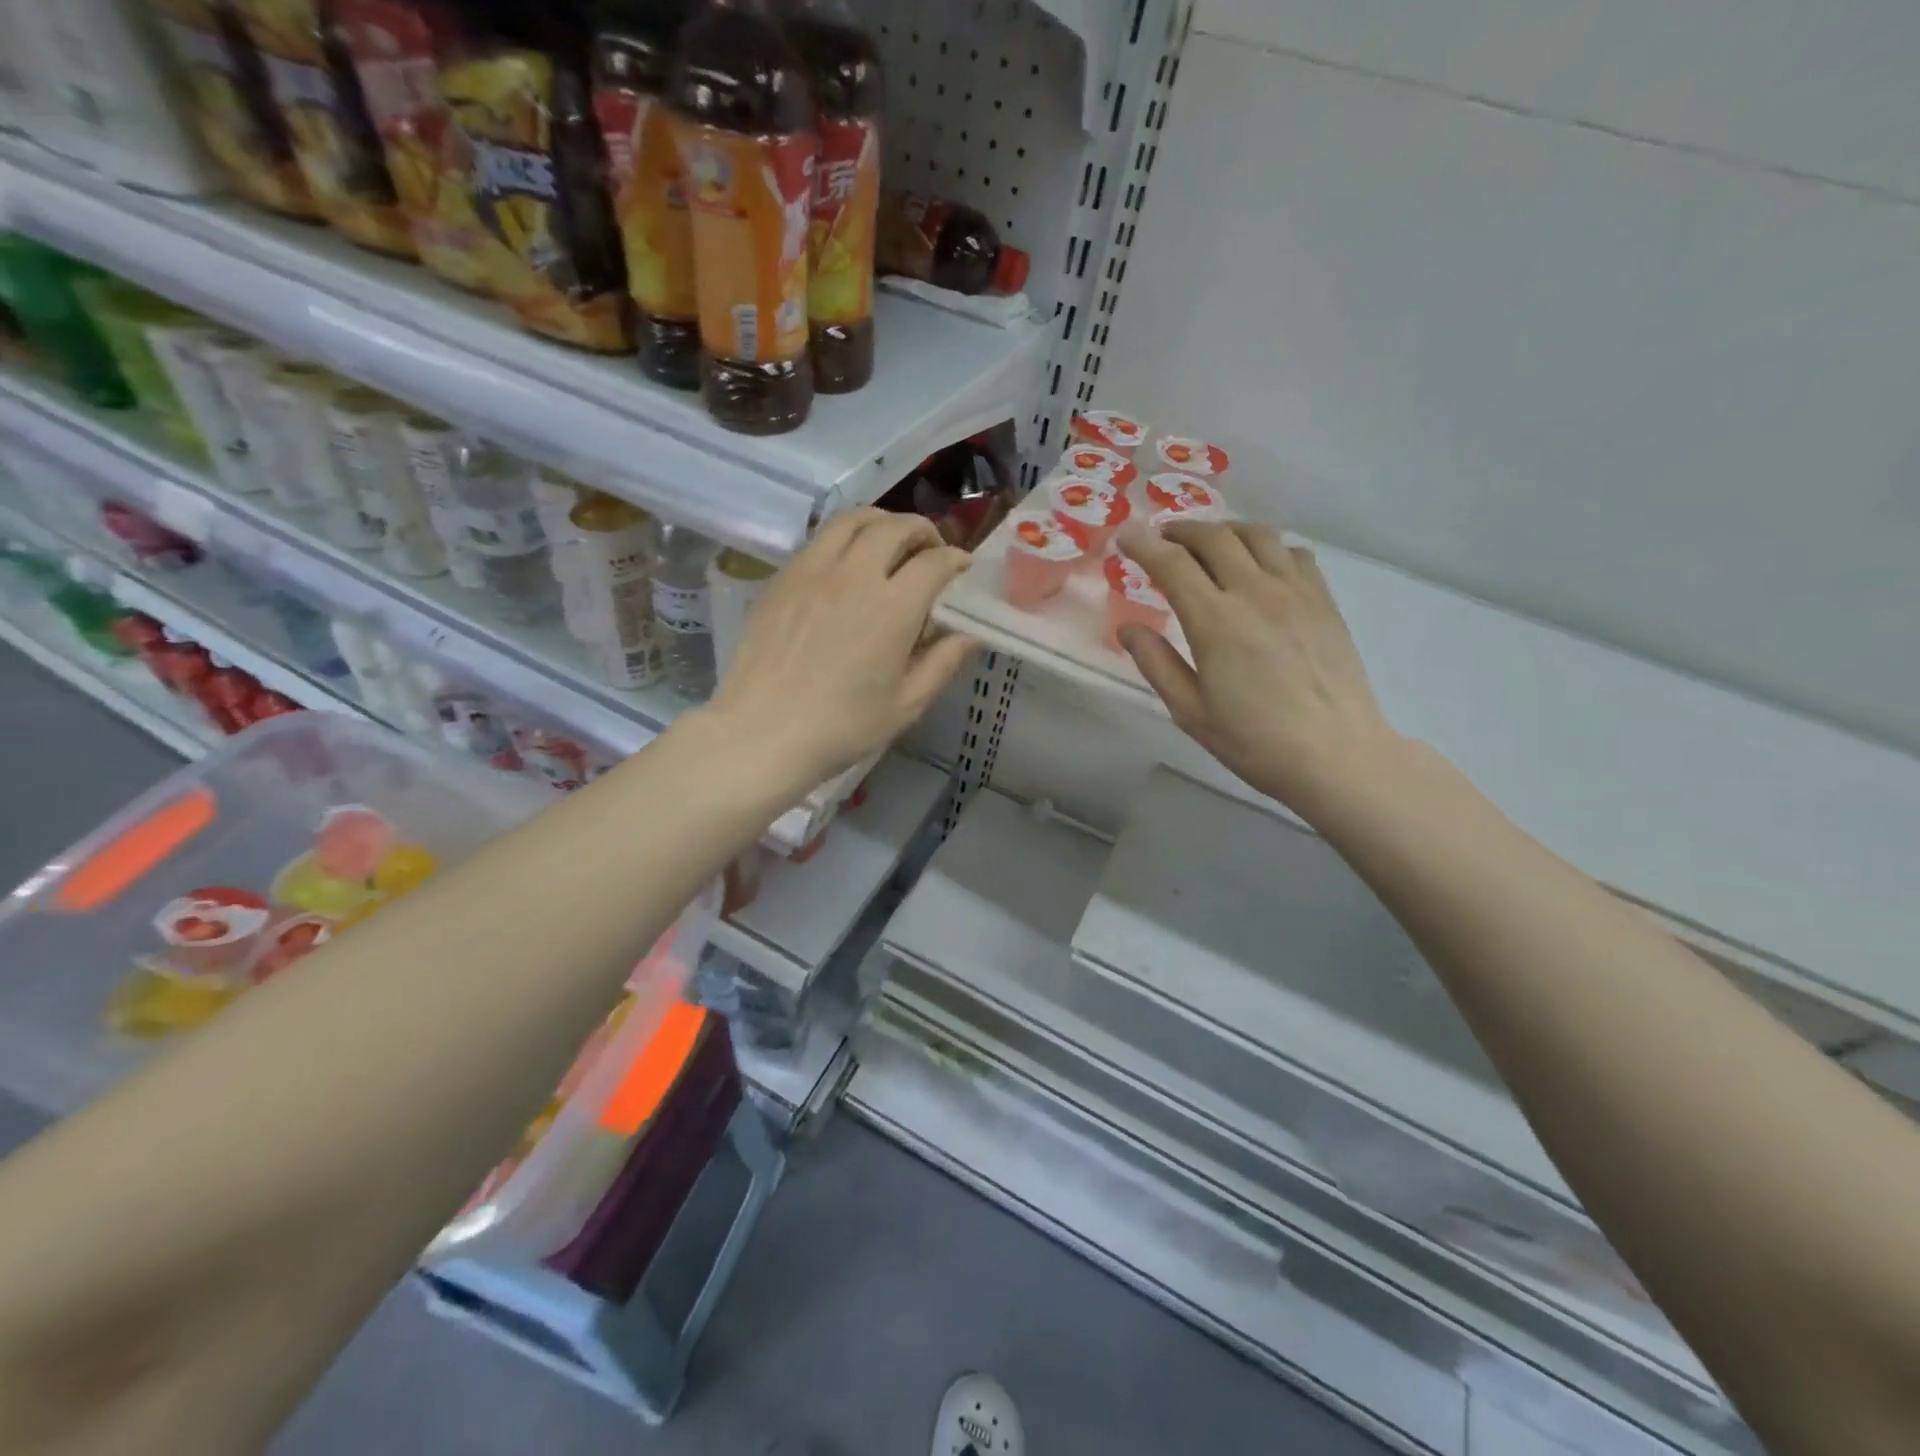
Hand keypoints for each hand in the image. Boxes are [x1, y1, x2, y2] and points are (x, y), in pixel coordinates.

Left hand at [704, 510, 976, 787]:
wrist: (763, 732)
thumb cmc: (842, 726)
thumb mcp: (906, 704)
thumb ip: (943, 663)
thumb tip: (970, 634)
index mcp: (893, 607)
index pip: (934, 562)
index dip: (956, 560)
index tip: (962, 569)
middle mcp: (854, 574)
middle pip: (895, 527)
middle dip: (922, 531)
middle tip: (930, 550)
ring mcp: (812, 570)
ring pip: (853, 520)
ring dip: (881, 522)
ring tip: (889, 541)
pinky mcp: (782, 578)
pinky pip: (820, 540)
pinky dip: (845, 539)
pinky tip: (846, 565)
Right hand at [1116, 521, 1403, 817]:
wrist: (1335, 754)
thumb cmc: (1254, 740)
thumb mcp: (1190, 711)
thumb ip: (1156, 663)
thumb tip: (1128, 628)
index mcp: (1215, 621)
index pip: (1172, 564)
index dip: (1143, 545)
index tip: (1125, 537)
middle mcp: (1254, 592)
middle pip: (1213, 538)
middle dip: (1181, 531)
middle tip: (1162, 539)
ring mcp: (1295, 591)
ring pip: (1257, 534)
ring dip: (1224, 530)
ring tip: (1208, 543)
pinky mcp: (1324, 600)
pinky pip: (1293, 551)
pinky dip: (1266, 546)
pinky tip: (1259, 564)